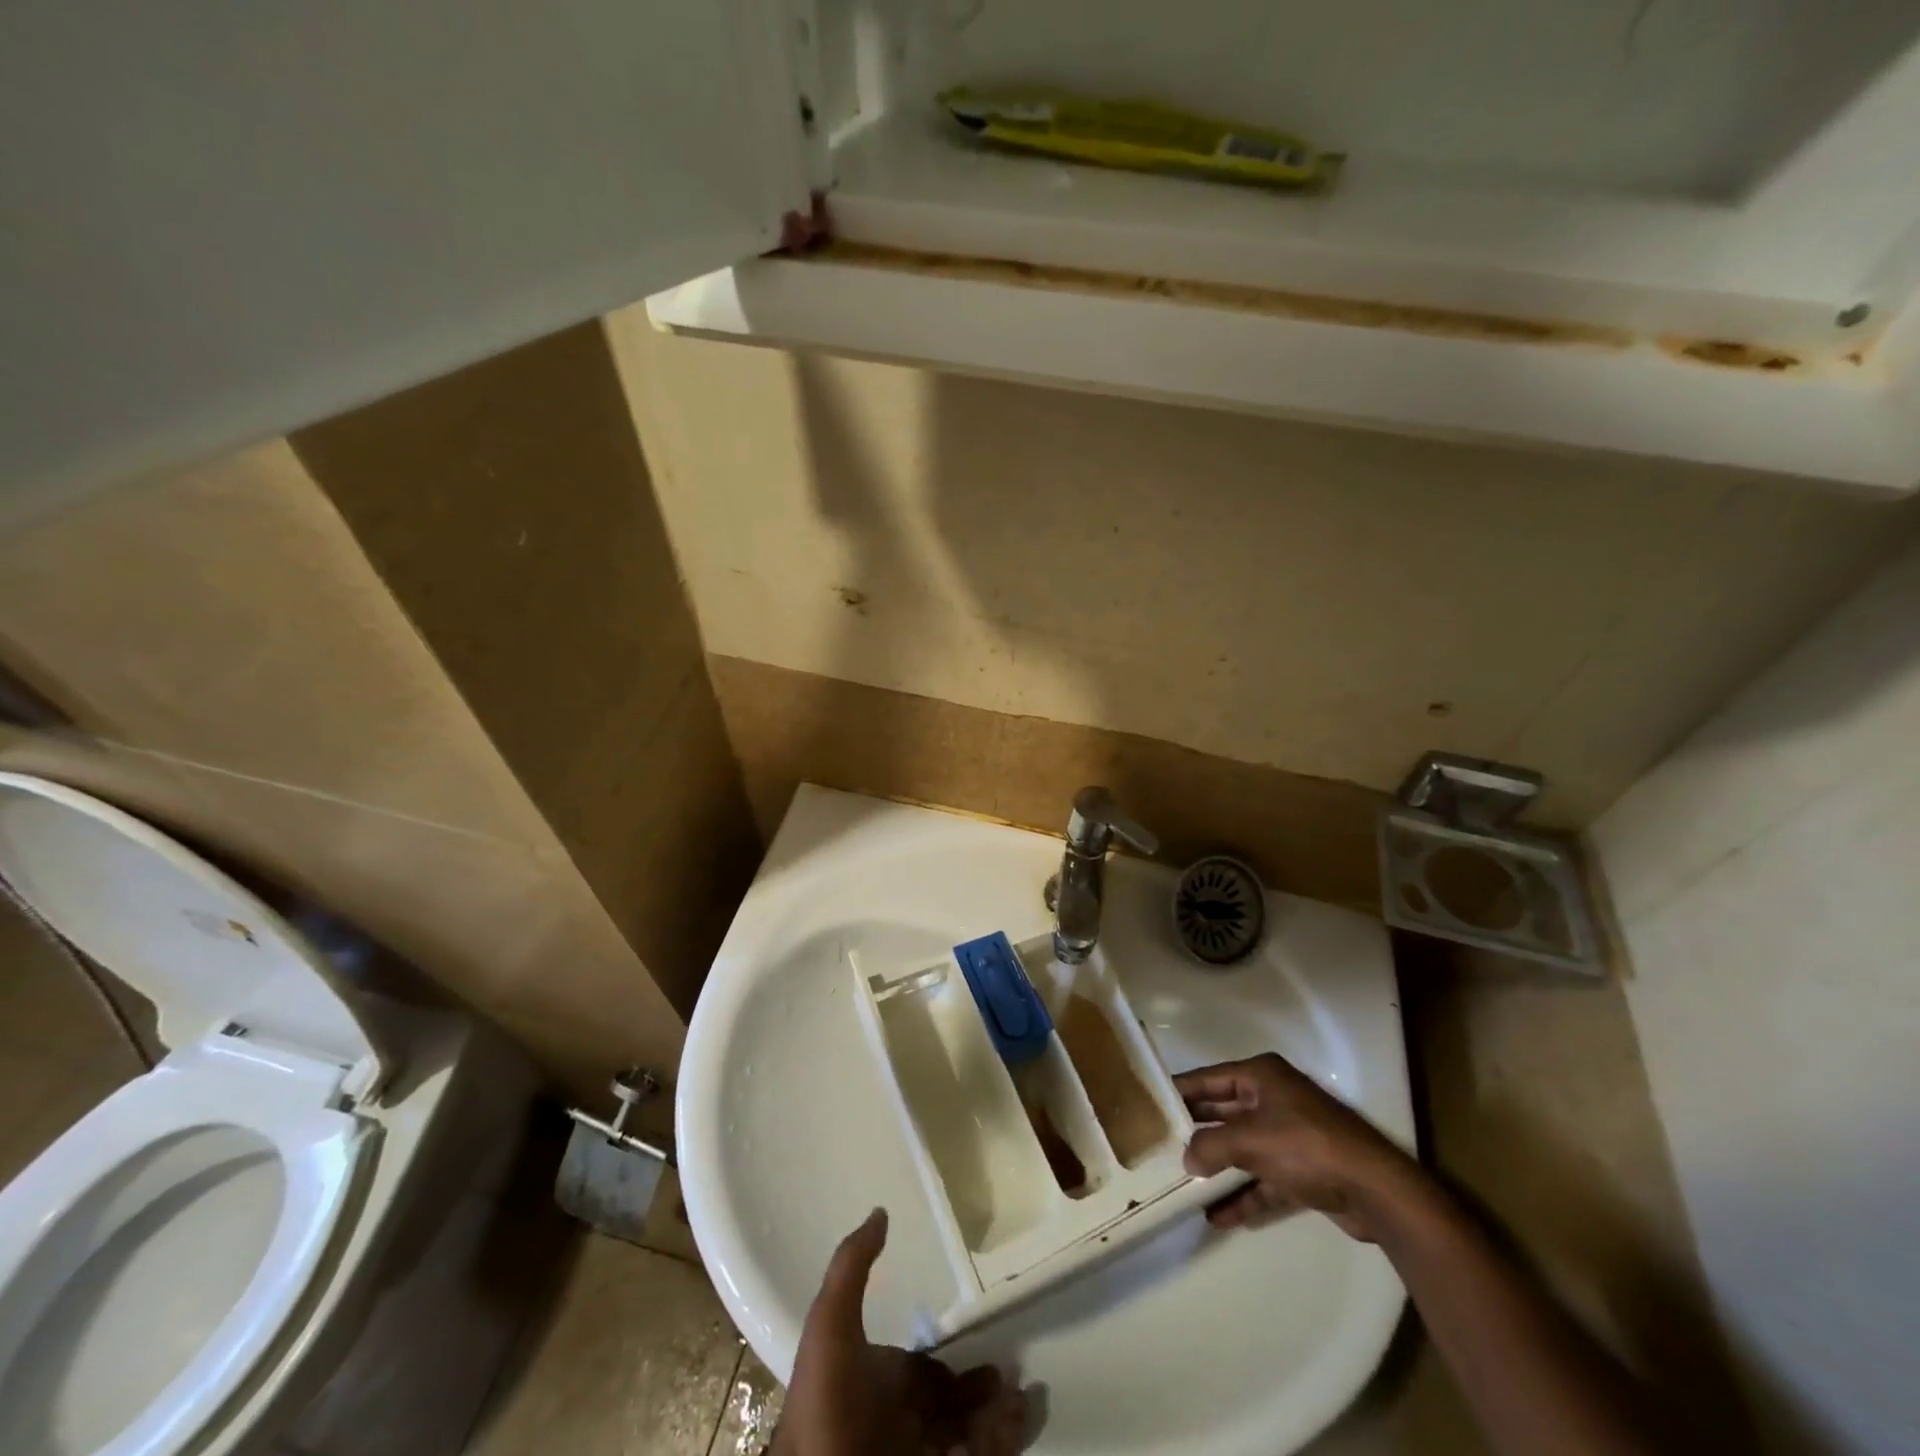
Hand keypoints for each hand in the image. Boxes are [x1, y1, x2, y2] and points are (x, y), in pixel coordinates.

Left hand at [772, 1209, 1027, 1455]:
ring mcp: (916, 1450)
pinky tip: (1017, 1422)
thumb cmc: (829, 1399)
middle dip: (983, 1391)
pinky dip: (1000, 1441)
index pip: (923, 1372)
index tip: (986, 1346)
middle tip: (1012, 1374)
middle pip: (950, 1405)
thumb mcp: (831, 1323)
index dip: (952, 1362)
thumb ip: (852, 1266)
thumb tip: (880, 1211)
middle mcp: (898, 1422)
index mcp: (877, 1385)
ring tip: (1024, 1399)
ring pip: (969, 1432)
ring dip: (998, 1417)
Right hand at [1178, 1053, 1420, 1242]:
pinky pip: (1264, 1179)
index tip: (1149, 1105)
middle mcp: (1274, 1098)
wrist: (1376, 1190)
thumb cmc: (1305, 1147)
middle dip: (1196, 1132)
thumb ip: (1210, 1147)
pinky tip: (1218, 1217)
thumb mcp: (1249, 1141)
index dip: (1180, 1092)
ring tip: (1183, 1184)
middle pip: (1224, 1112)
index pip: (1208, 1079)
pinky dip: (1244, 1195)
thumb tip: (1187, 1159)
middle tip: (1160, 1145)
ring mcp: (1291, 1134)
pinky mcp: (1304, 1170)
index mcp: (1261, 1076)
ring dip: (1218, 1167)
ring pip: (1243, 1148)